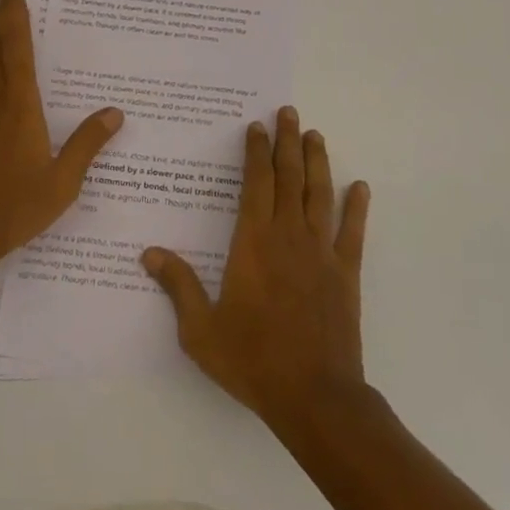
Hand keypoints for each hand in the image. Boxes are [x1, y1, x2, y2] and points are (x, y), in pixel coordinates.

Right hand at [143, 106, 370, 431]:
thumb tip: (148, 252)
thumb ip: (178, 286)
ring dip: (318, 162)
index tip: (256, 127)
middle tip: (289, 112)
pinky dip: (357, 208)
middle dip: (287, 141)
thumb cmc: (253, 360)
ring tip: (315, 134)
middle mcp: (288, 236)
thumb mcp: (201, 330)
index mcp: (253, 242)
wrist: (314, 397)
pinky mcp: (346, 273)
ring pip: (319, 194)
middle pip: (289, 177)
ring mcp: (321, 252)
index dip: (256, 152)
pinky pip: (353, 232)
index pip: (256, 183)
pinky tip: (361, 187)